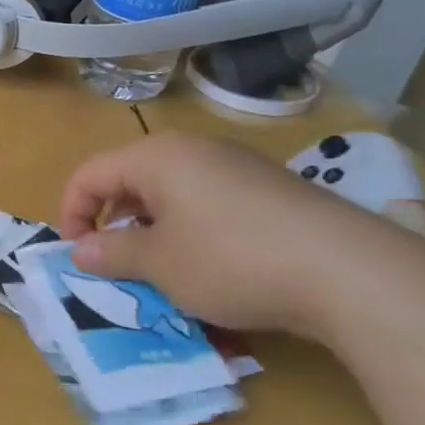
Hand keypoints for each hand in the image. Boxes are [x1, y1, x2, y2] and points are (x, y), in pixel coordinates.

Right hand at [59, 132, 424, 339]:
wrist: (353, 273)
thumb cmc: (232, 261)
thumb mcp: (160, 265)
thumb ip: (111, 254)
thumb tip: (80, 250)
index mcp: (157, 157)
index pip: (90, 174)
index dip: (71, 213)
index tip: (76, 255)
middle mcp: (194, 150)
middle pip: (130, 179)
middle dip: (113, 223)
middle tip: (116, 265)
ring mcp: (238, 166)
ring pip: (172, 192)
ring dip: (153, 230)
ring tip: (163, 271)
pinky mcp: (271, 189)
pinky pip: (210, 202)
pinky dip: (193, 230)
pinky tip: (213, 266)